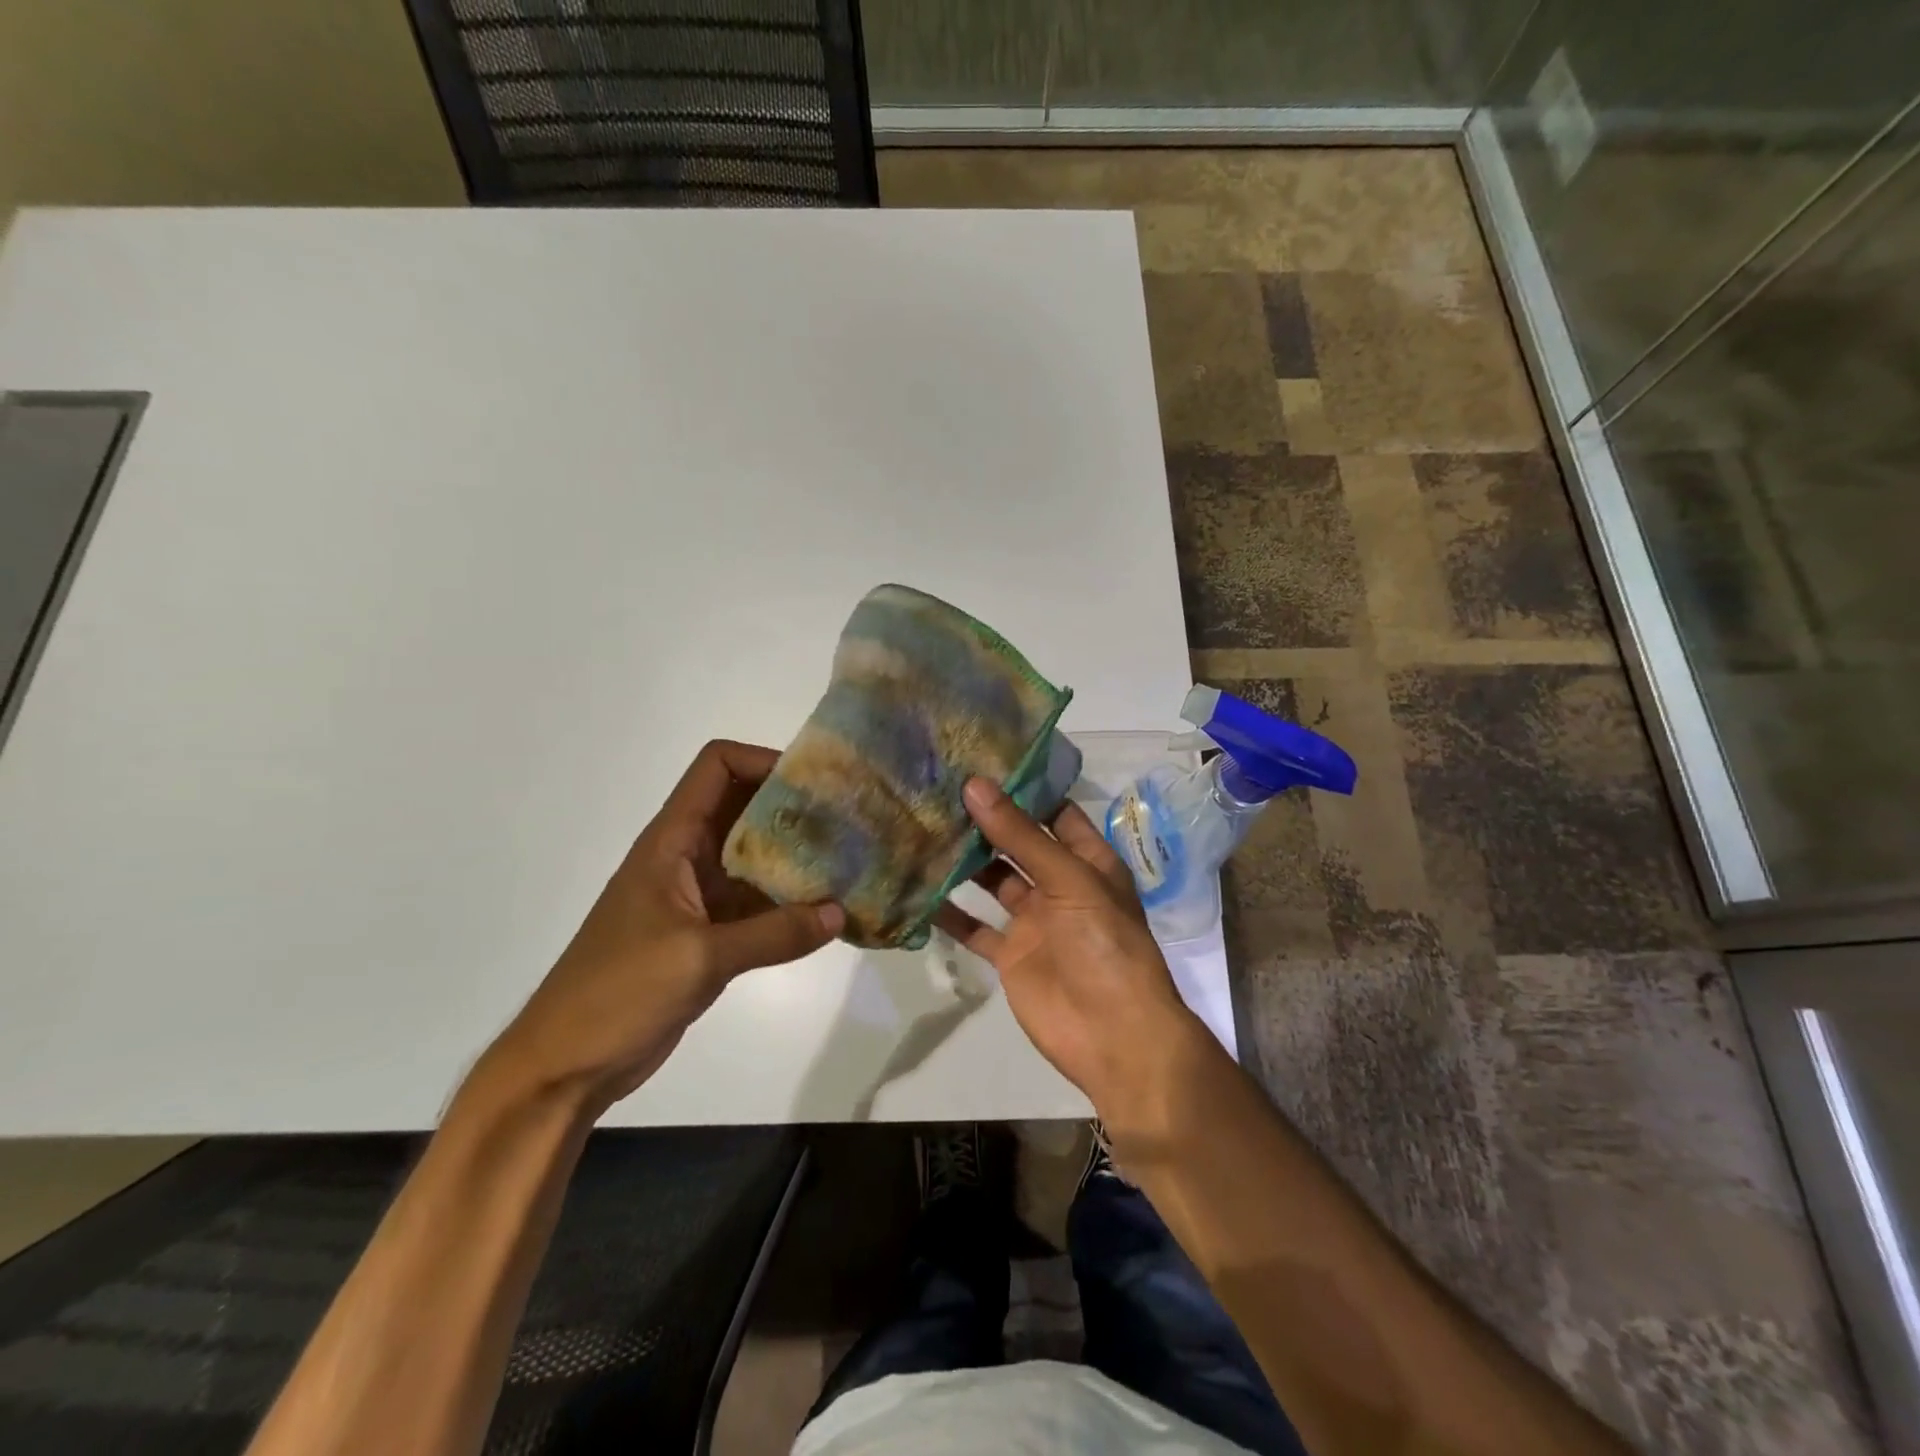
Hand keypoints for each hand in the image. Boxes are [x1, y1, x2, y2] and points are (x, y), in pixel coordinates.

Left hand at [481, 740, 843, 1113]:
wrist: (565, 1065)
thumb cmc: (618, 993)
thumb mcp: (699, 957)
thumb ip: (774, 934)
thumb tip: (840, 913)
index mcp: (672, 841)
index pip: (716, 768)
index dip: (762, 760)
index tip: (813, 781)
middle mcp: (687, 857)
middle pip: (744, 807)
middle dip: (793, 806)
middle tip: (847, 817)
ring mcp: (698, 896)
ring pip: (755, 856)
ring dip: (796, 855)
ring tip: (849, 858)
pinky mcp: (708, 934)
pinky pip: (757, 903)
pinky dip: (789, 902)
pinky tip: (827, 912)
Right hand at [934, 777, 1207, 1128]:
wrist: (1114, 1037)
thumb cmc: (1104, 946)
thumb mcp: (1071, 881)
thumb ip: (1022, 836)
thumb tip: (975, 786)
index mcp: (1087, 860)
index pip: (1053, 811)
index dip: (1021, 787)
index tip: (978, 759)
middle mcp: (1059, 884)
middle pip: (1017, 843)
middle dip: (984, 820)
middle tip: (936, 787)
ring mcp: (1033, 920)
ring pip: (991, 880)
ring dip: (963, 861)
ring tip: (920, 826)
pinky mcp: (1010, 954)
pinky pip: (974, 926)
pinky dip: (949, 912)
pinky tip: (917, 889)